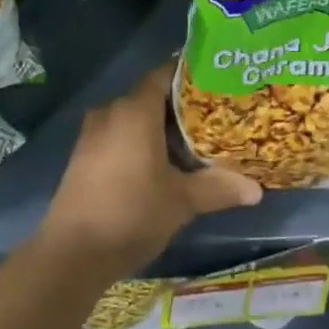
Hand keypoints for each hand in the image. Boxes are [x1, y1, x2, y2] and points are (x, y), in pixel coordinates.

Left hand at [38, 63, 262, 281]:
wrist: (71, 254)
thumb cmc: (131, 214)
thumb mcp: (181, 202)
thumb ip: (218, 188)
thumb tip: (257, 189)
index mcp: (135, 110)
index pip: (165, 74)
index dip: (189, 75)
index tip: (215, 80)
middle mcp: (112, 111)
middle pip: (150, 96)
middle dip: (179, 106)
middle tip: (212, 116)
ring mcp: (92, 133)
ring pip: (133, 117)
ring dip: (158, 126)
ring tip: (191, 141)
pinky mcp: (83, 155)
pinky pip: (117, 134)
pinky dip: (138, 140)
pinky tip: (158, 163)